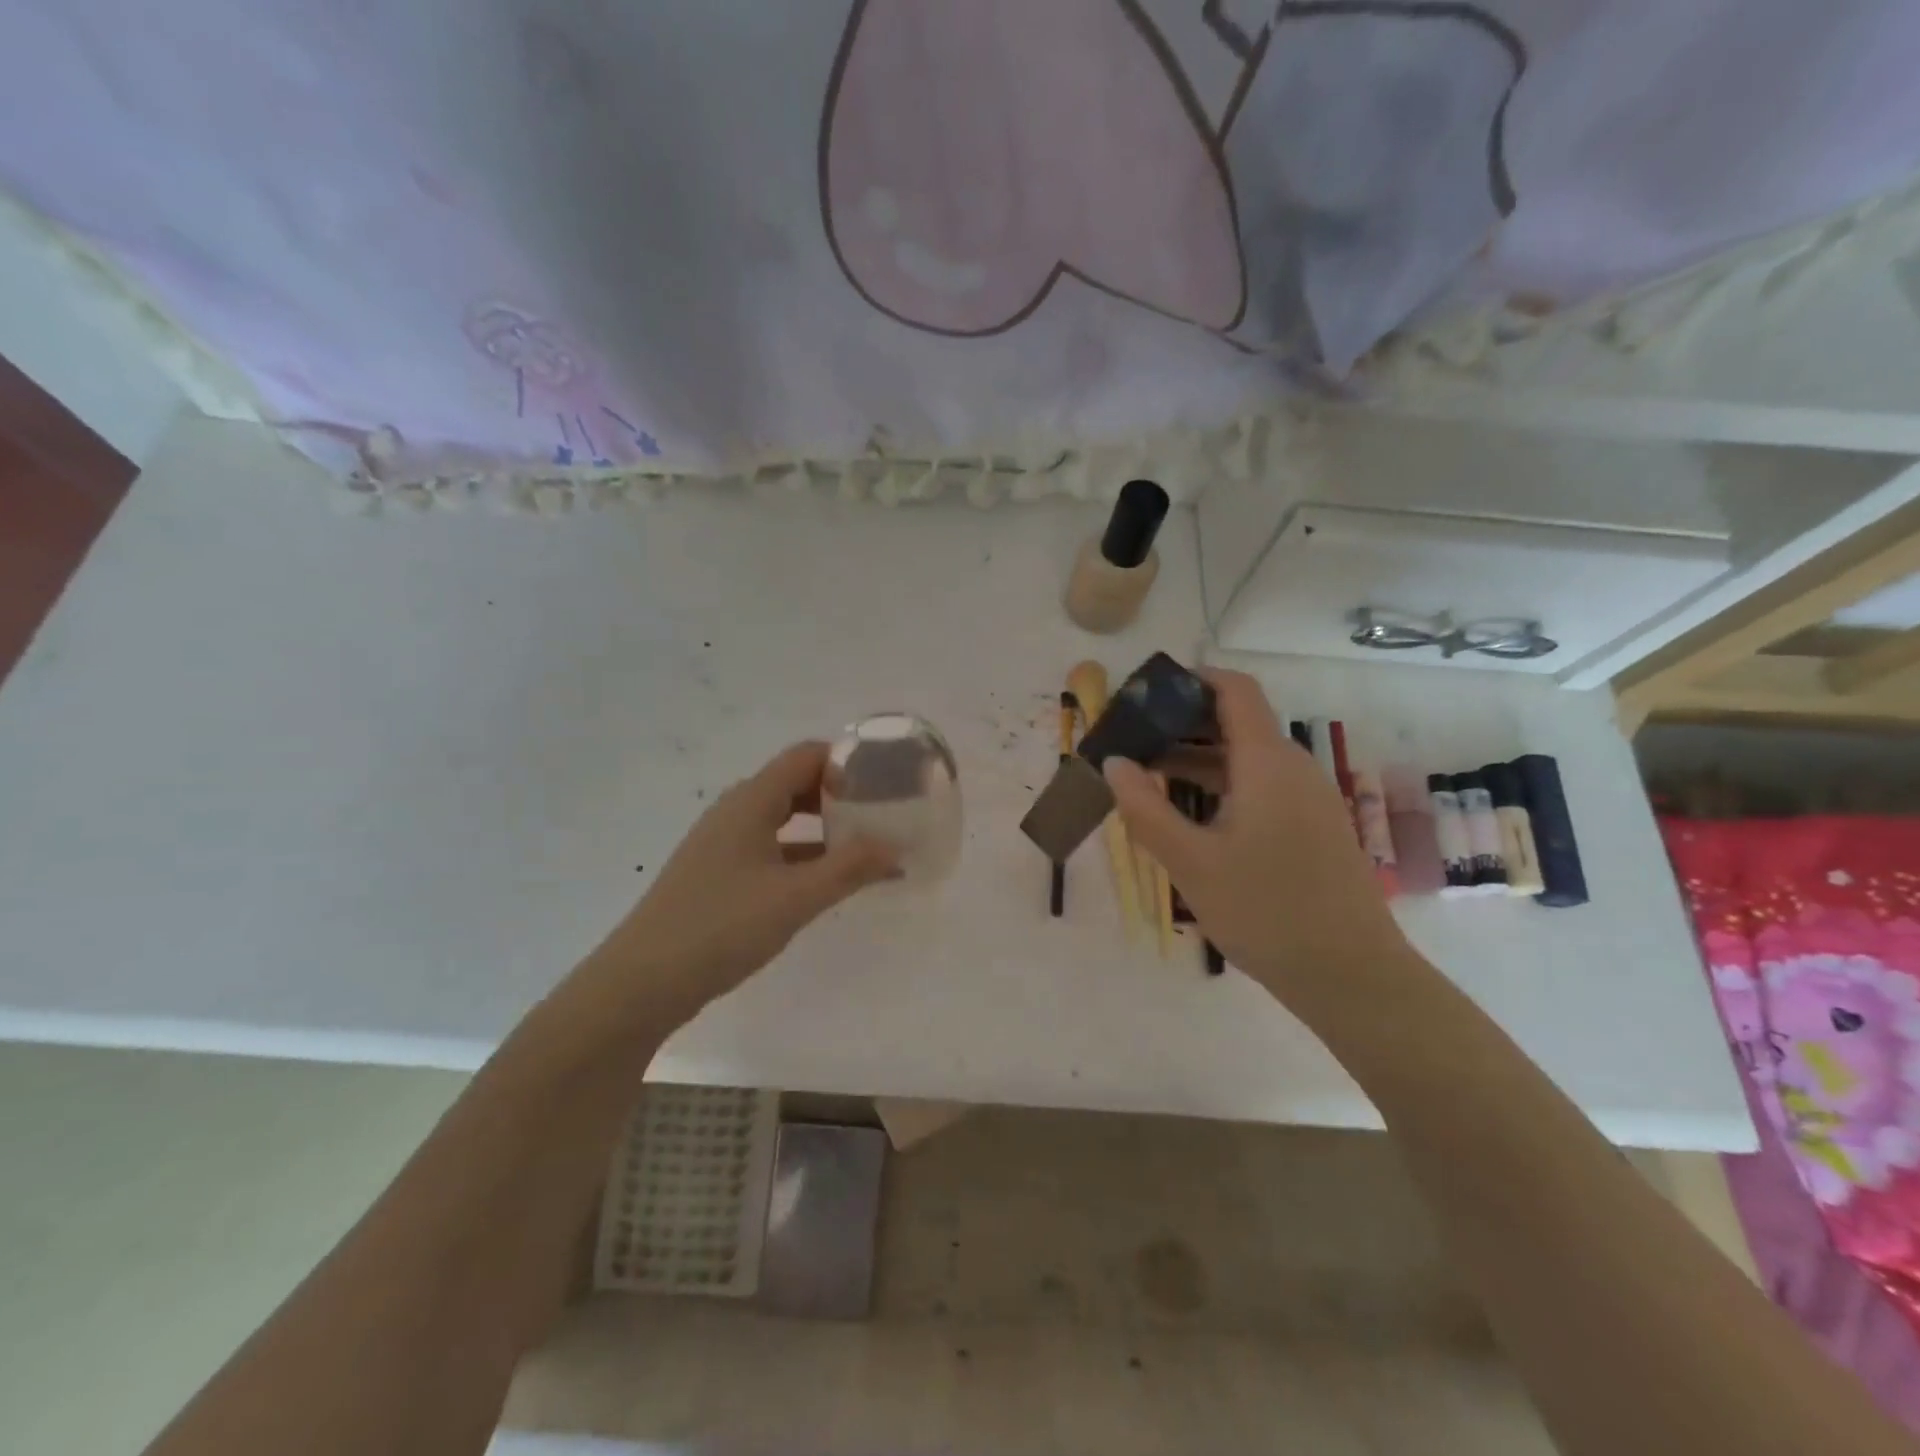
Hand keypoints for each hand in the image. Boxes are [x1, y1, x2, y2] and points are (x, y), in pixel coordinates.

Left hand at [586, 742, 898, 1022]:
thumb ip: (849, 868)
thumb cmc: (721, 926)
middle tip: (884, 815)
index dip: (847, 762)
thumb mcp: (795, 897)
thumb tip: (895, 847)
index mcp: (751, 801)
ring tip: (866, 847)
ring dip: (824, 827)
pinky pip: (771, 848)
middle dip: (842, 795)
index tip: (885, 784)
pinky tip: (828, 881)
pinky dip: (803, 855)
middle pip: (796, 783)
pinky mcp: (719, 874)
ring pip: (784, 818)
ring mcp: (724, 843)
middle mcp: (736, 811)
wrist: (642, 982)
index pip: (807, 756)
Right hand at [1103, 669, 1409, 998]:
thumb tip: (1113, 763)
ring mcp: (1307, 799)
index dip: (1191, 679)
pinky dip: (1221, 786)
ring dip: (1197, 759)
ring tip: (1146, 775)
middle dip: (1182, 723)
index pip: (1234, 690)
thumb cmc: (1265, 910)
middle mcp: (1293, 768)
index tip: (1145, 692)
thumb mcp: (1191, 862)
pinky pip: (1260, 787)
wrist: (1350, 975)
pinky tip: (1188, 814)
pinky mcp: (1312, 828)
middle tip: (1132, 739)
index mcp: (1267, 762)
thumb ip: (1145, 808)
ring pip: (1246, 759)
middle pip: (1236, 722)